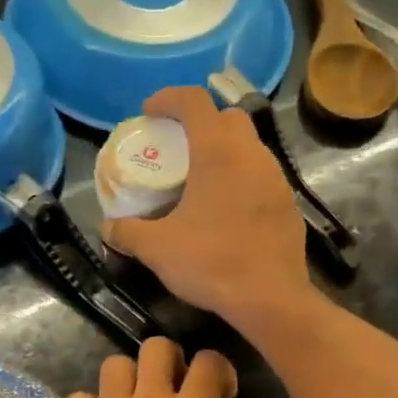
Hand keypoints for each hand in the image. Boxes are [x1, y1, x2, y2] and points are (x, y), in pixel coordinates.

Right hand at [101, 86, 312, 326]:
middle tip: (179, 146)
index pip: (194, 101)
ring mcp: (277, 180)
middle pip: (229, 117)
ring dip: (226, 152)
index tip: (149, 112)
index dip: (168, 98)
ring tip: (202, 180)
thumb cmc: (211, 263)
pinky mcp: (289, 206)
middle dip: (202, 122)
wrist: (270, 299)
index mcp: (218, 152)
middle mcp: (252, 155)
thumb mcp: (158, 249)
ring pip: (251, 148)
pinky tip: (228, 211)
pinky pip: (263, 179)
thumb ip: (128, 232)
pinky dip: (243, 181)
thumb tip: (108, 228)